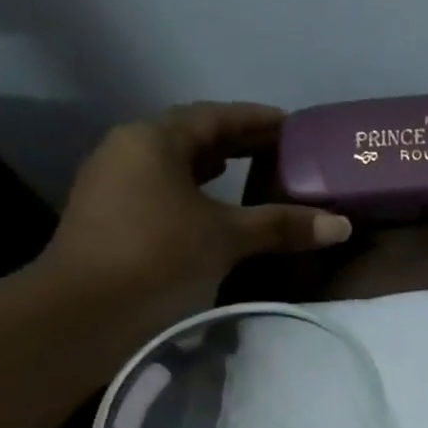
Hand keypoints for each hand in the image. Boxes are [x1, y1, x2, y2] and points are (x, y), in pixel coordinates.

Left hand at [40, 101, 350, 324]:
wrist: (86, 311)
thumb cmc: (158, 255)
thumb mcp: (227, 236)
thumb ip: (282, 226)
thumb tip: (341, 224)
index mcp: (153, 140)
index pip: (213, 117)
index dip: (255, 119)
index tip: (293, 125)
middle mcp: (130, 152)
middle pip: (193, 137)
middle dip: (238, 143)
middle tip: (283, 151)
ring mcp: (117, 185)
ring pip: (178, 166)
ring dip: (217, 168)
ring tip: (255, 175)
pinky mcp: (116, 219)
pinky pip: (168, 192)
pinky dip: (200, 194)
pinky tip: (221, 212)